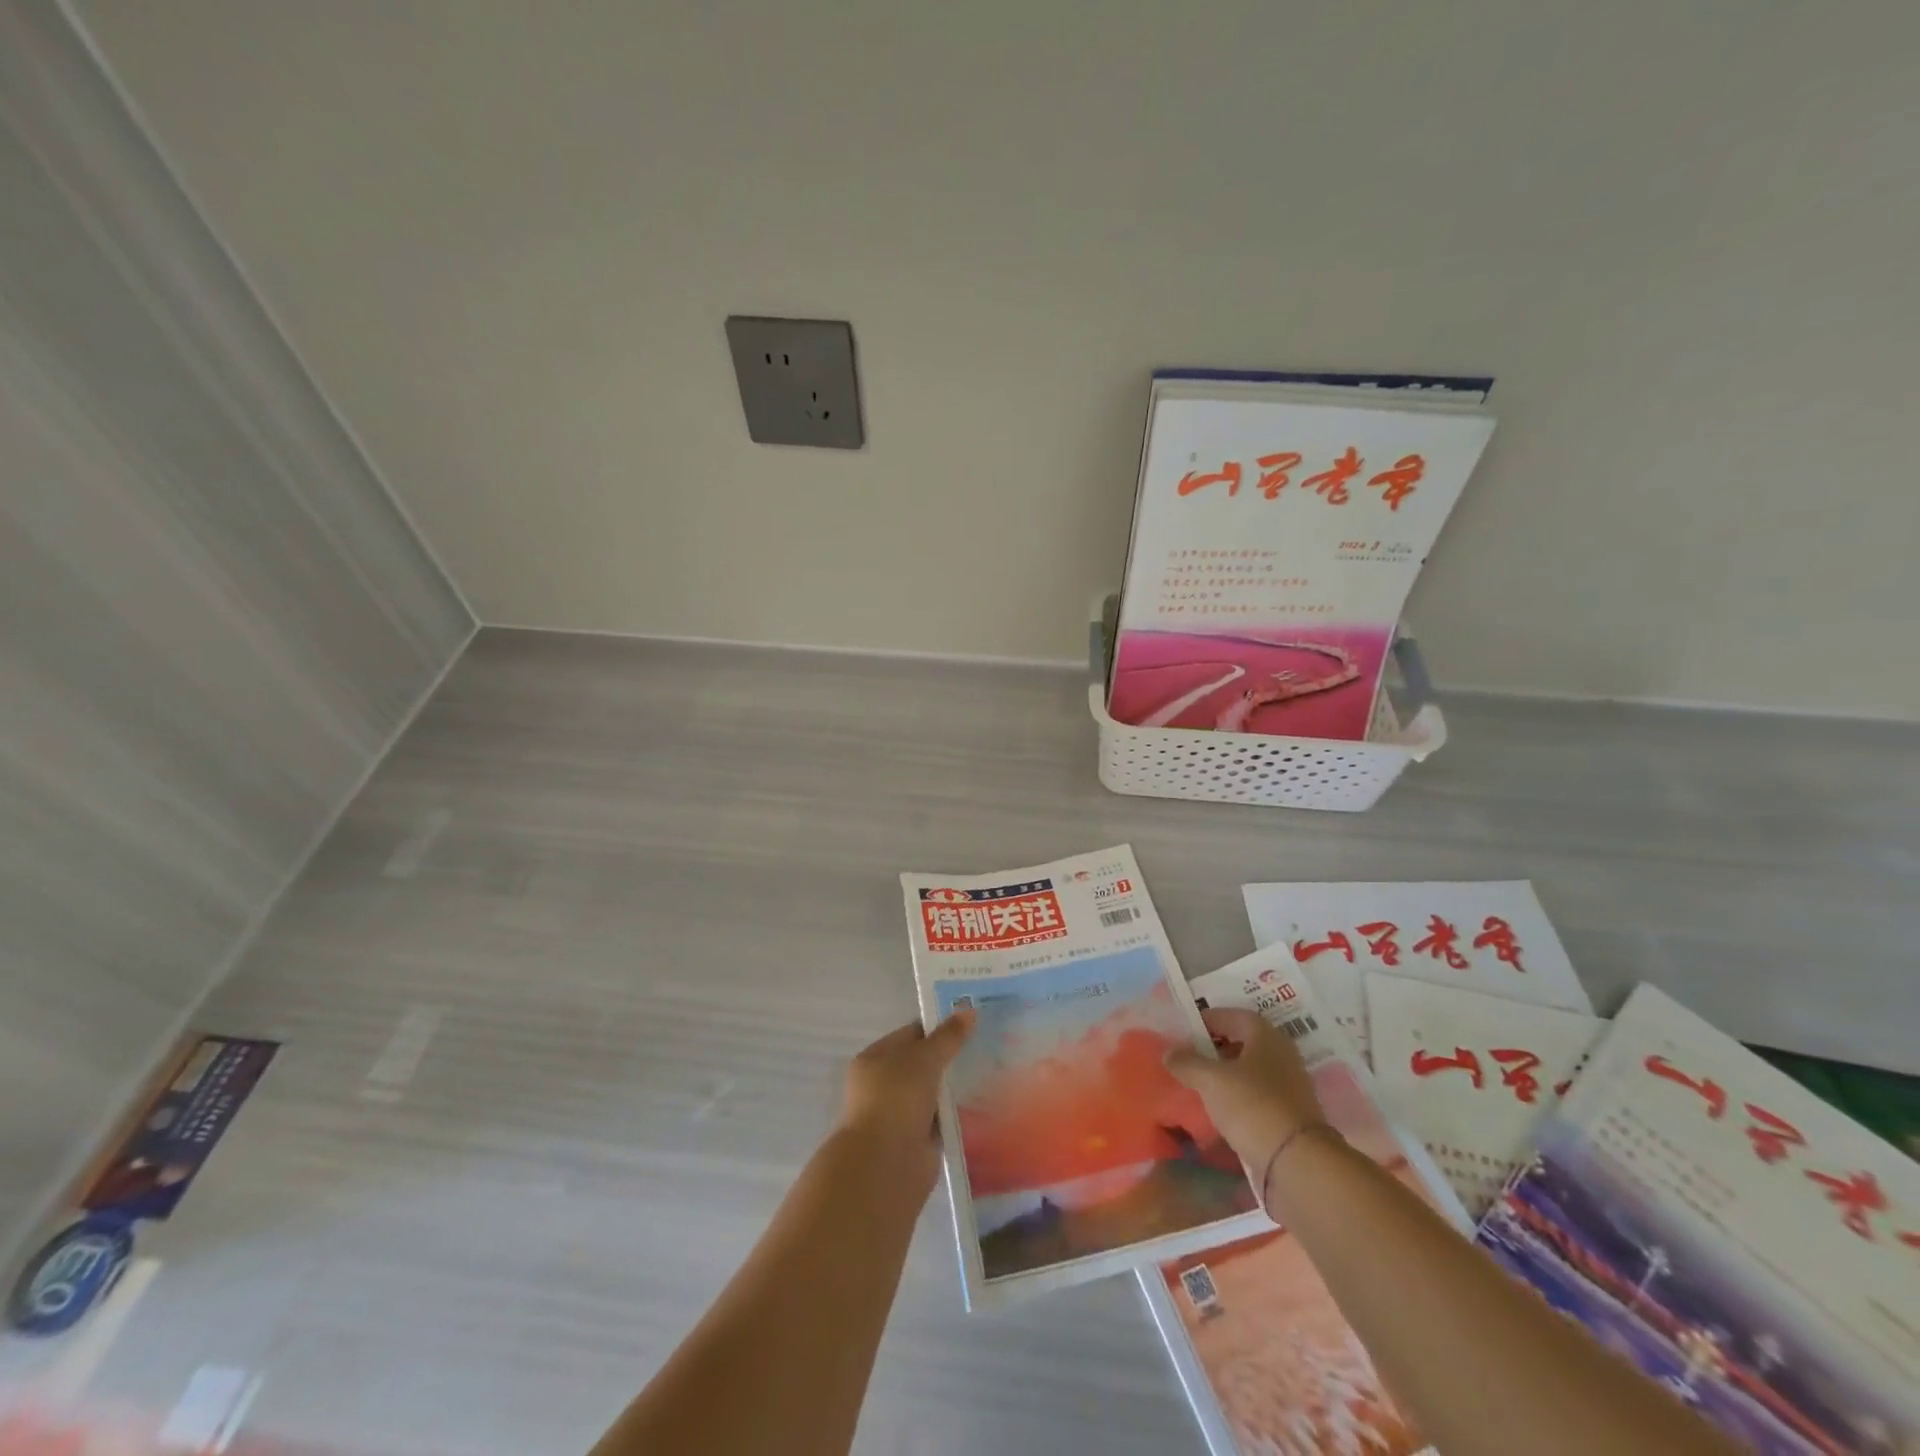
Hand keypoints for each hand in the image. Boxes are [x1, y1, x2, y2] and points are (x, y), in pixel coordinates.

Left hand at [836, 1009, 975, 1192]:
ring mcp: (899, 1114)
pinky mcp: (916, 1141)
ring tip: (992, 1072)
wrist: (885, 1165)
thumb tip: (969, 1010)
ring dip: (955, 1088)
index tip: (971, 1022)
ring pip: (934, 1093)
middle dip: (951, 1058)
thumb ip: (947, 1037)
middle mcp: (884, 1085)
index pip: (911, 1034)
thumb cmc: (896, 1100)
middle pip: (923, 1064)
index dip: (939, 1027)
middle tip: (988, 1045)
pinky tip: (984, 1105)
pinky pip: (941, 1120)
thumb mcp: (924, 1059)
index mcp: (875, 1059)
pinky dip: (957, 1115)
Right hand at [1165, 1006, 1327, 1178]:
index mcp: (1267, 1036)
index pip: (1234, 1016)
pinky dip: (1239, 1098)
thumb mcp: (1211, 1080)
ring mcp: (1289, 1087)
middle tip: (1190, 1056)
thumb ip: (1187, 1062)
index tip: (1186, 1030)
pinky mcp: (1290, 1116)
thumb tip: (1169, 1052)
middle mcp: (1282, 1055)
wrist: (1298, 1163)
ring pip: (1252, 1071)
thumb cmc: (1252, 1106)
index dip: (1209, 1019)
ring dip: (1227, 1075)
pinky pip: (1258, 1096)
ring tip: (1200, 1084)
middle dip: (1217, 1048)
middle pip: (1244, 1043)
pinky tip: (1220, 1110)